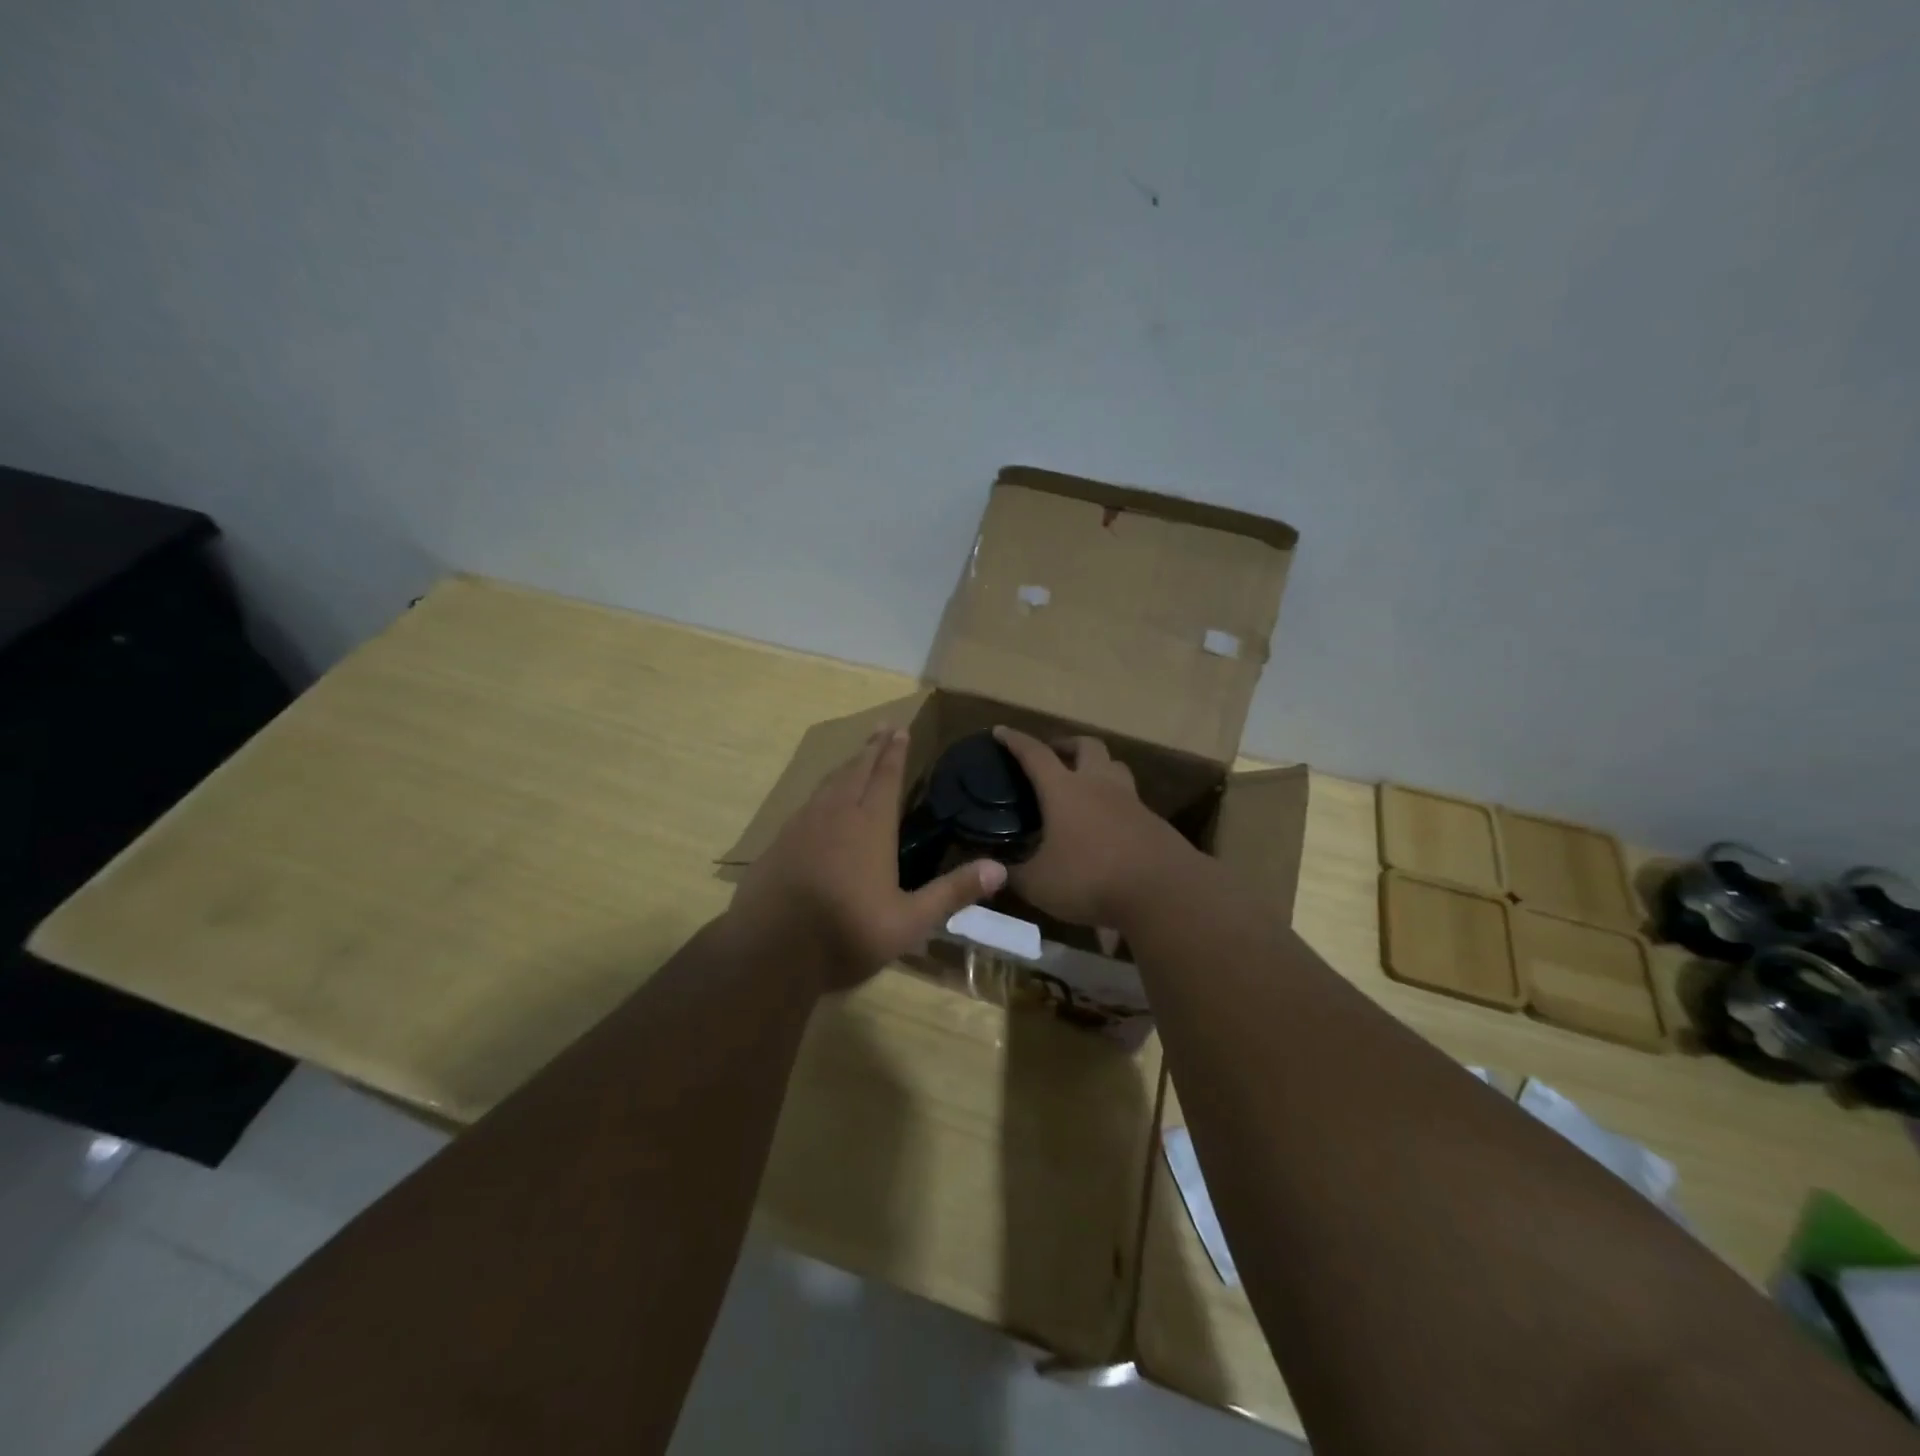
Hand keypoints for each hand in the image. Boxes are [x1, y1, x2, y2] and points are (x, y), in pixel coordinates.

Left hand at [728, 726, 1006, 991]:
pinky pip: (809, 802)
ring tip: (858, 754)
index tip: (900, 729)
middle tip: (882, 727)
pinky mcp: (780, 841)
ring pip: (830, 783)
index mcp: (870, 826)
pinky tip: (822, 799)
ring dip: (847, 764)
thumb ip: (953, 892)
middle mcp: (837, 814)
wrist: (769, 951)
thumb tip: (1000, 869)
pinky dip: (823, 789)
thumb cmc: (845, 934)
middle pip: (857, 770)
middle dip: (873, 748)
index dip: (895, 753)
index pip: (887, 778)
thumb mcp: (909, 922)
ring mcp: (804, 825)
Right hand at [992, 726, 1189, 927]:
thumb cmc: (1090, 879)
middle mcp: (1098, 784)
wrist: (1163, 891)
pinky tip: (1107, 824)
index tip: (1001, 731)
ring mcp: (1130, 801)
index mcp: (1064, 790)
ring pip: (1115, 766)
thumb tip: (994, 871)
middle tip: (1053, 755)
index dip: (1015, 741)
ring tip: (1084, 783)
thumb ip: (1014, 875)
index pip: (1035, 754)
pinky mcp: (1153, 821)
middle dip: (1067, 744)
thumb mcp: (1039, 884)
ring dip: (1097, 766)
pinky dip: (1115, 802)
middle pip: (1086, 745)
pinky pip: (1130, 800)